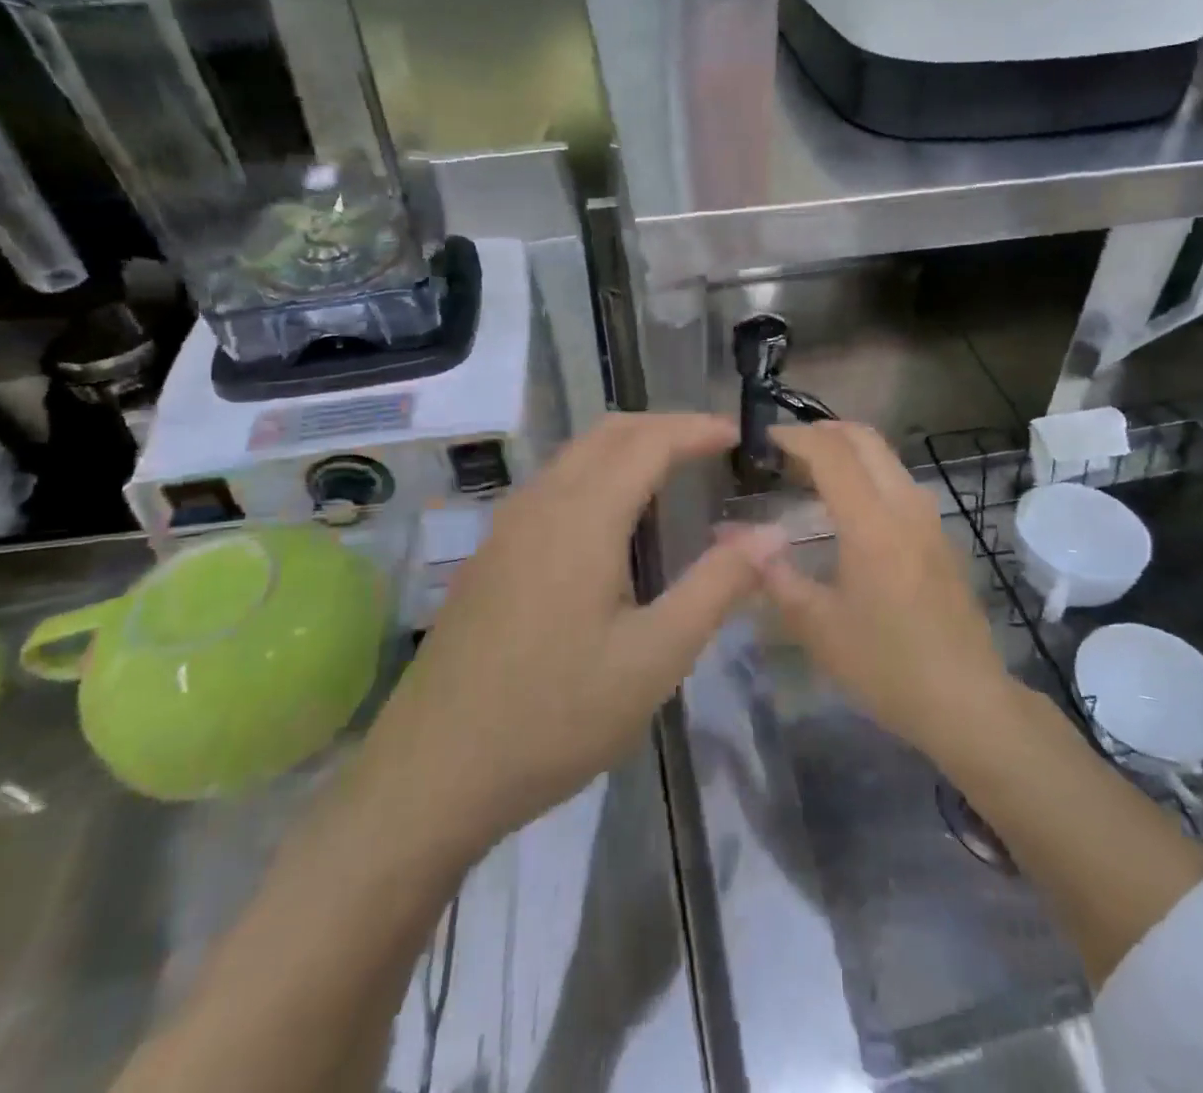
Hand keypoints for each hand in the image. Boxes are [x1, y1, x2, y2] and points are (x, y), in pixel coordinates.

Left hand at [355, 413, 783, 865]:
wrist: (431, 774)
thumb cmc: (556, 716)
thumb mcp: (655, 657)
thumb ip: (717, 586)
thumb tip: (772, 534)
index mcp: (583, 517)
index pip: (650, 441)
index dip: (698, 429)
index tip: (740, 436)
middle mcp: (540, 504)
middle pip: (609, 433)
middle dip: (665, 427)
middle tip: (713, 448)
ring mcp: (507, 527)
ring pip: (576, 456)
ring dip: (629, 448)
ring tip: (674, 476)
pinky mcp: (491, 555)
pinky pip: (554, 486)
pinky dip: (598, 475)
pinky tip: (614, 523)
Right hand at [755, 422, 1015, 764]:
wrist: (966, 701)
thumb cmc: (886, 665)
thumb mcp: (817, 626)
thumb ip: (772, 574)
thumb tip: (728, 537)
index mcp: (873, 523)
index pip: (830, 452)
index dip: (793, 437)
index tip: (761, 439)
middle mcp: (906, 506)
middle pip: (864, 439)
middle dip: (821, 431)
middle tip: (783, 450)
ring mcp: (929, 518)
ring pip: (885, 457)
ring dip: (846, 451)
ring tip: (807, 474)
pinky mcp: (940, 535)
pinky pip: (898, 481)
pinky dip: (866, 474)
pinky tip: (845, 508)